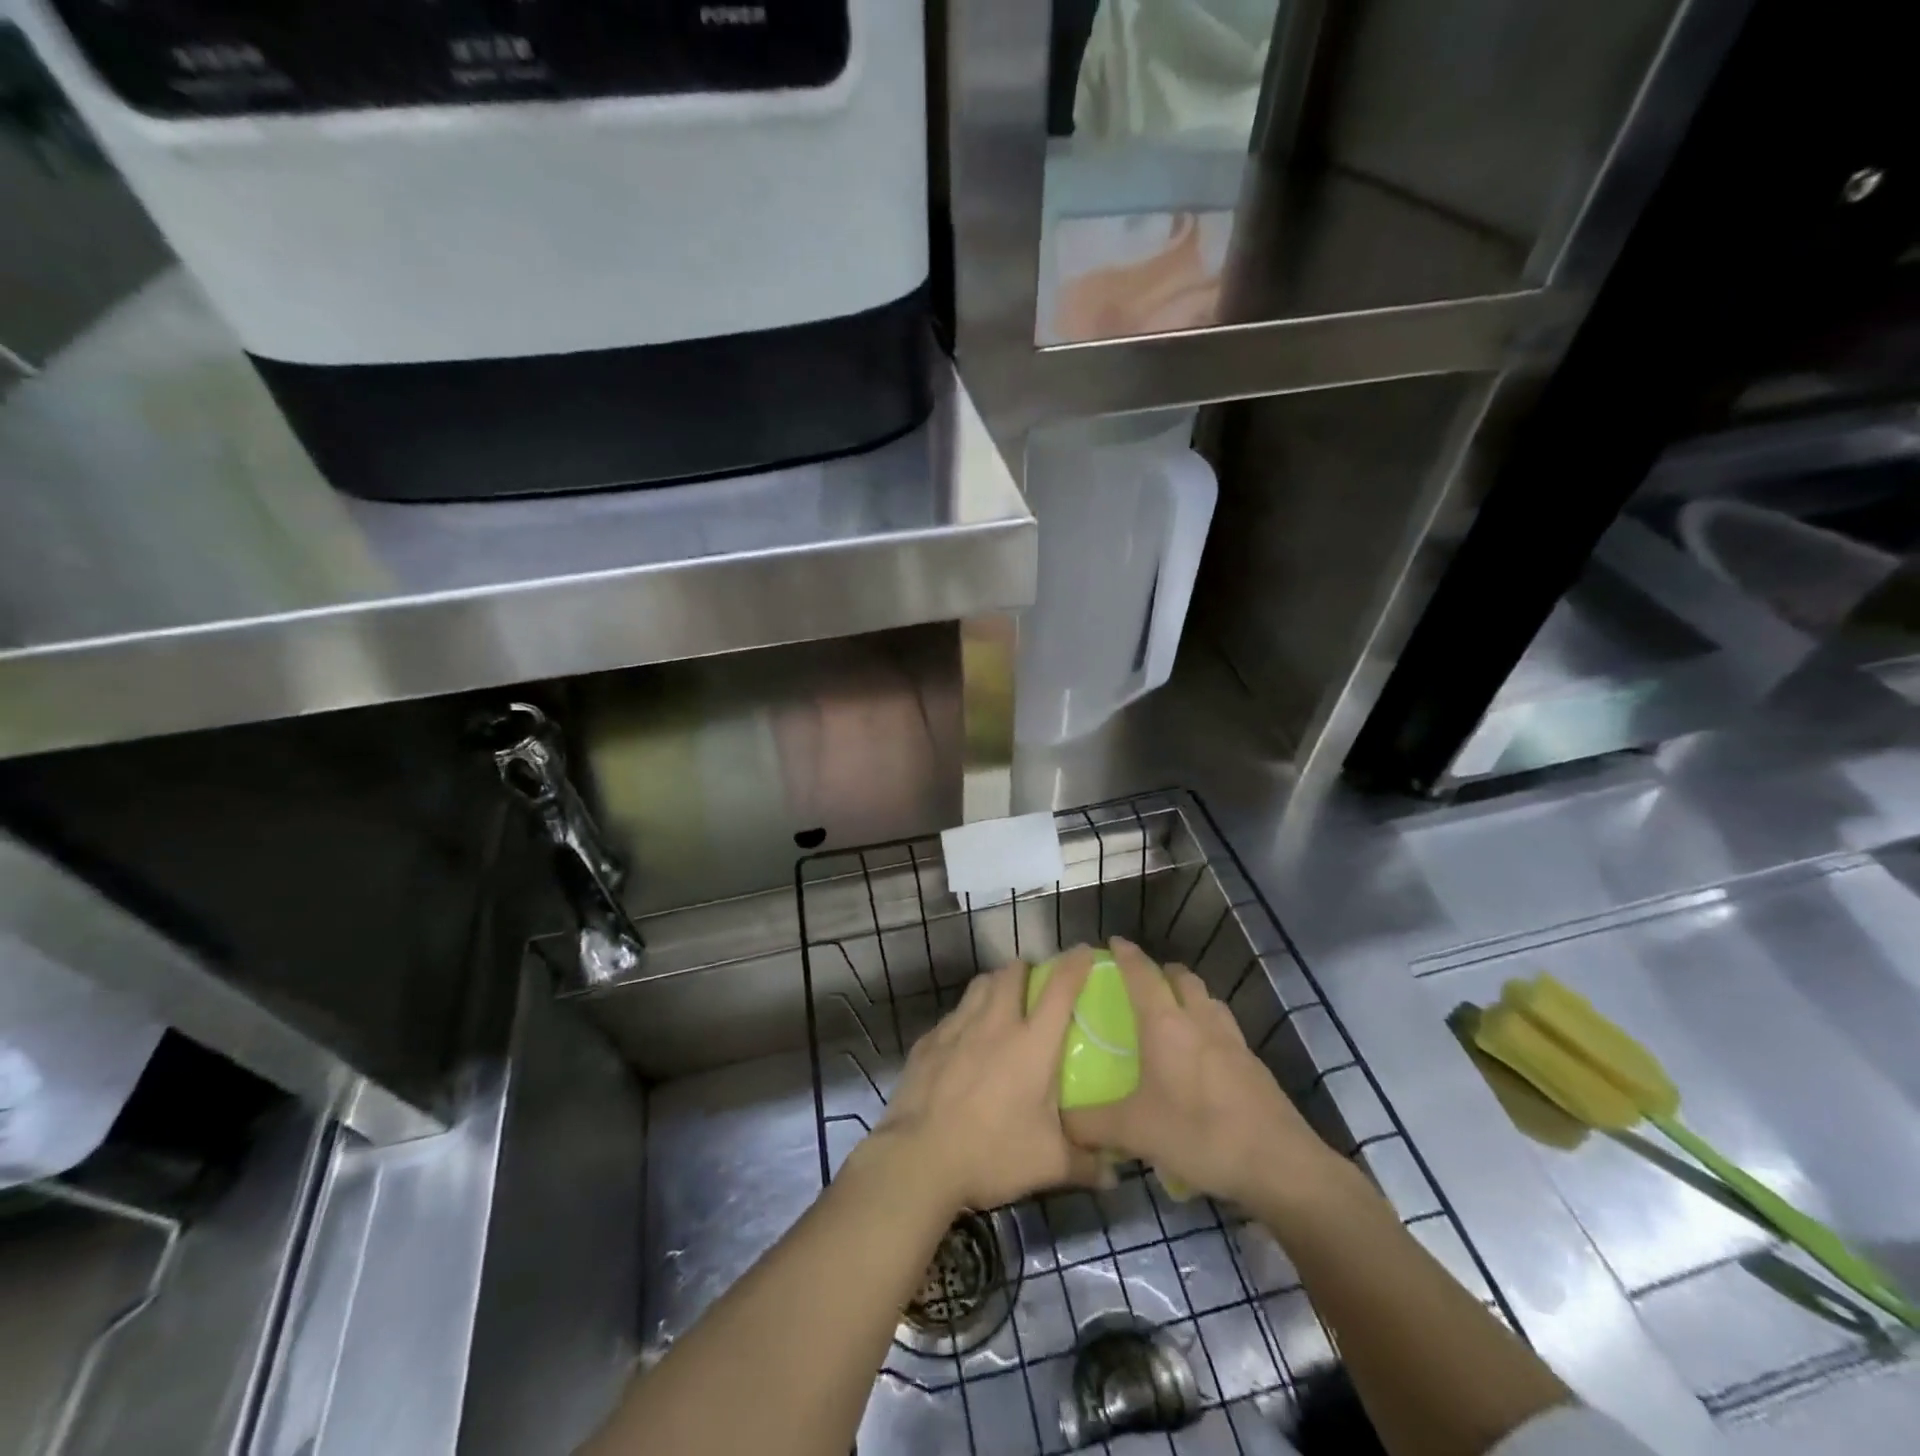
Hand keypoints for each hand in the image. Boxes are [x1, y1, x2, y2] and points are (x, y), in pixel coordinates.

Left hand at [865, 949, 1107, 1213]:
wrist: (918, 1159)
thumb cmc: (992, 1153)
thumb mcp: (1048, 1164)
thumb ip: (1086, 1164)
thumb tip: (1115, 1175)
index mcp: (1031, 1043)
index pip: (1059, 989)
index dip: (1075, 964)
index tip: (1084, 952)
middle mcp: (995, 1024)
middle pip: (1011, 973)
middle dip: (1027, 969)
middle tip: (1036, 985)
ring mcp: (956, 1028)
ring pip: (979, 985)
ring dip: (995, 984)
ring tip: (1002, 1002)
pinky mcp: (928, 1042)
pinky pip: (953, 1015)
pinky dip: (965, 1017)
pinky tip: (965, 1041)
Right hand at [1063, 938, 1353, 1218]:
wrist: (1279, 1163)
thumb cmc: (1199, 1133)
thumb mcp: (1135, 1132)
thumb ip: (1092, 1124)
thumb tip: (1062, 1122)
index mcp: (1165, 1024)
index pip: (1141, 974)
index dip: (1126, 954)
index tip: (1113, 942)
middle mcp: (1199, 1021)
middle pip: (1181, 977)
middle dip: (1161, 972)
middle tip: (1143, 984)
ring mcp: (1232, 1041)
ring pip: (1208, 1000)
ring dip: (1189, 996)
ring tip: (1174, 1016)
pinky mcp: (1254, 1065)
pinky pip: (1225, 1029)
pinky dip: (1209, 1028)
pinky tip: (1203, 1059)